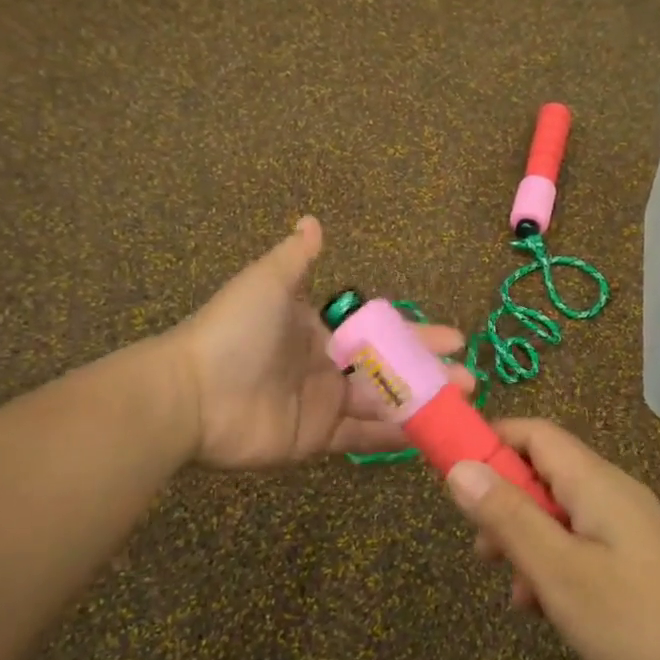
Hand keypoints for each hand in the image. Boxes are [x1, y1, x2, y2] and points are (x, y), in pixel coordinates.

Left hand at [171, 216, 476, 469]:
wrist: (192, 395)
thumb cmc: (235, 332)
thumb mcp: (267, 283)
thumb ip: (297, 258)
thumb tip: (312, 221)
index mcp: (318, 330)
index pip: (377, 331)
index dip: (415, 333)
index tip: (453, 337)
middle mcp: (325, 366)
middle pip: (387, 369)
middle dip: (428, 371)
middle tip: (468, 379)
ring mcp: (322, 404)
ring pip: (382, 403)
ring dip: (421, 403)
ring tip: (461, 404)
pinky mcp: (316, 438)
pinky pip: (362, 436)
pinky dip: (394, 435)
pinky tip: (429, 433)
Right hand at [445, 419, 659, 659]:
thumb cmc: (633, 617)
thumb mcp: (558, 570)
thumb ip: (507, 516)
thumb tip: (459, 468)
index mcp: (593, 480)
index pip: (534, 433)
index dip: (491, 442)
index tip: (455, 474)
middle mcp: (610, 489)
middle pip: (543, 472)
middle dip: (505, 504)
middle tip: (483, 551)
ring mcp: (626, 523)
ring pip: (558, 512)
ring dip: (527, 541)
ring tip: (516, 593)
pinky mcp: (635, 554)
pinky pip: (580, 540)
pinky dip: (554, 562)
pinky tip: (547, 608)